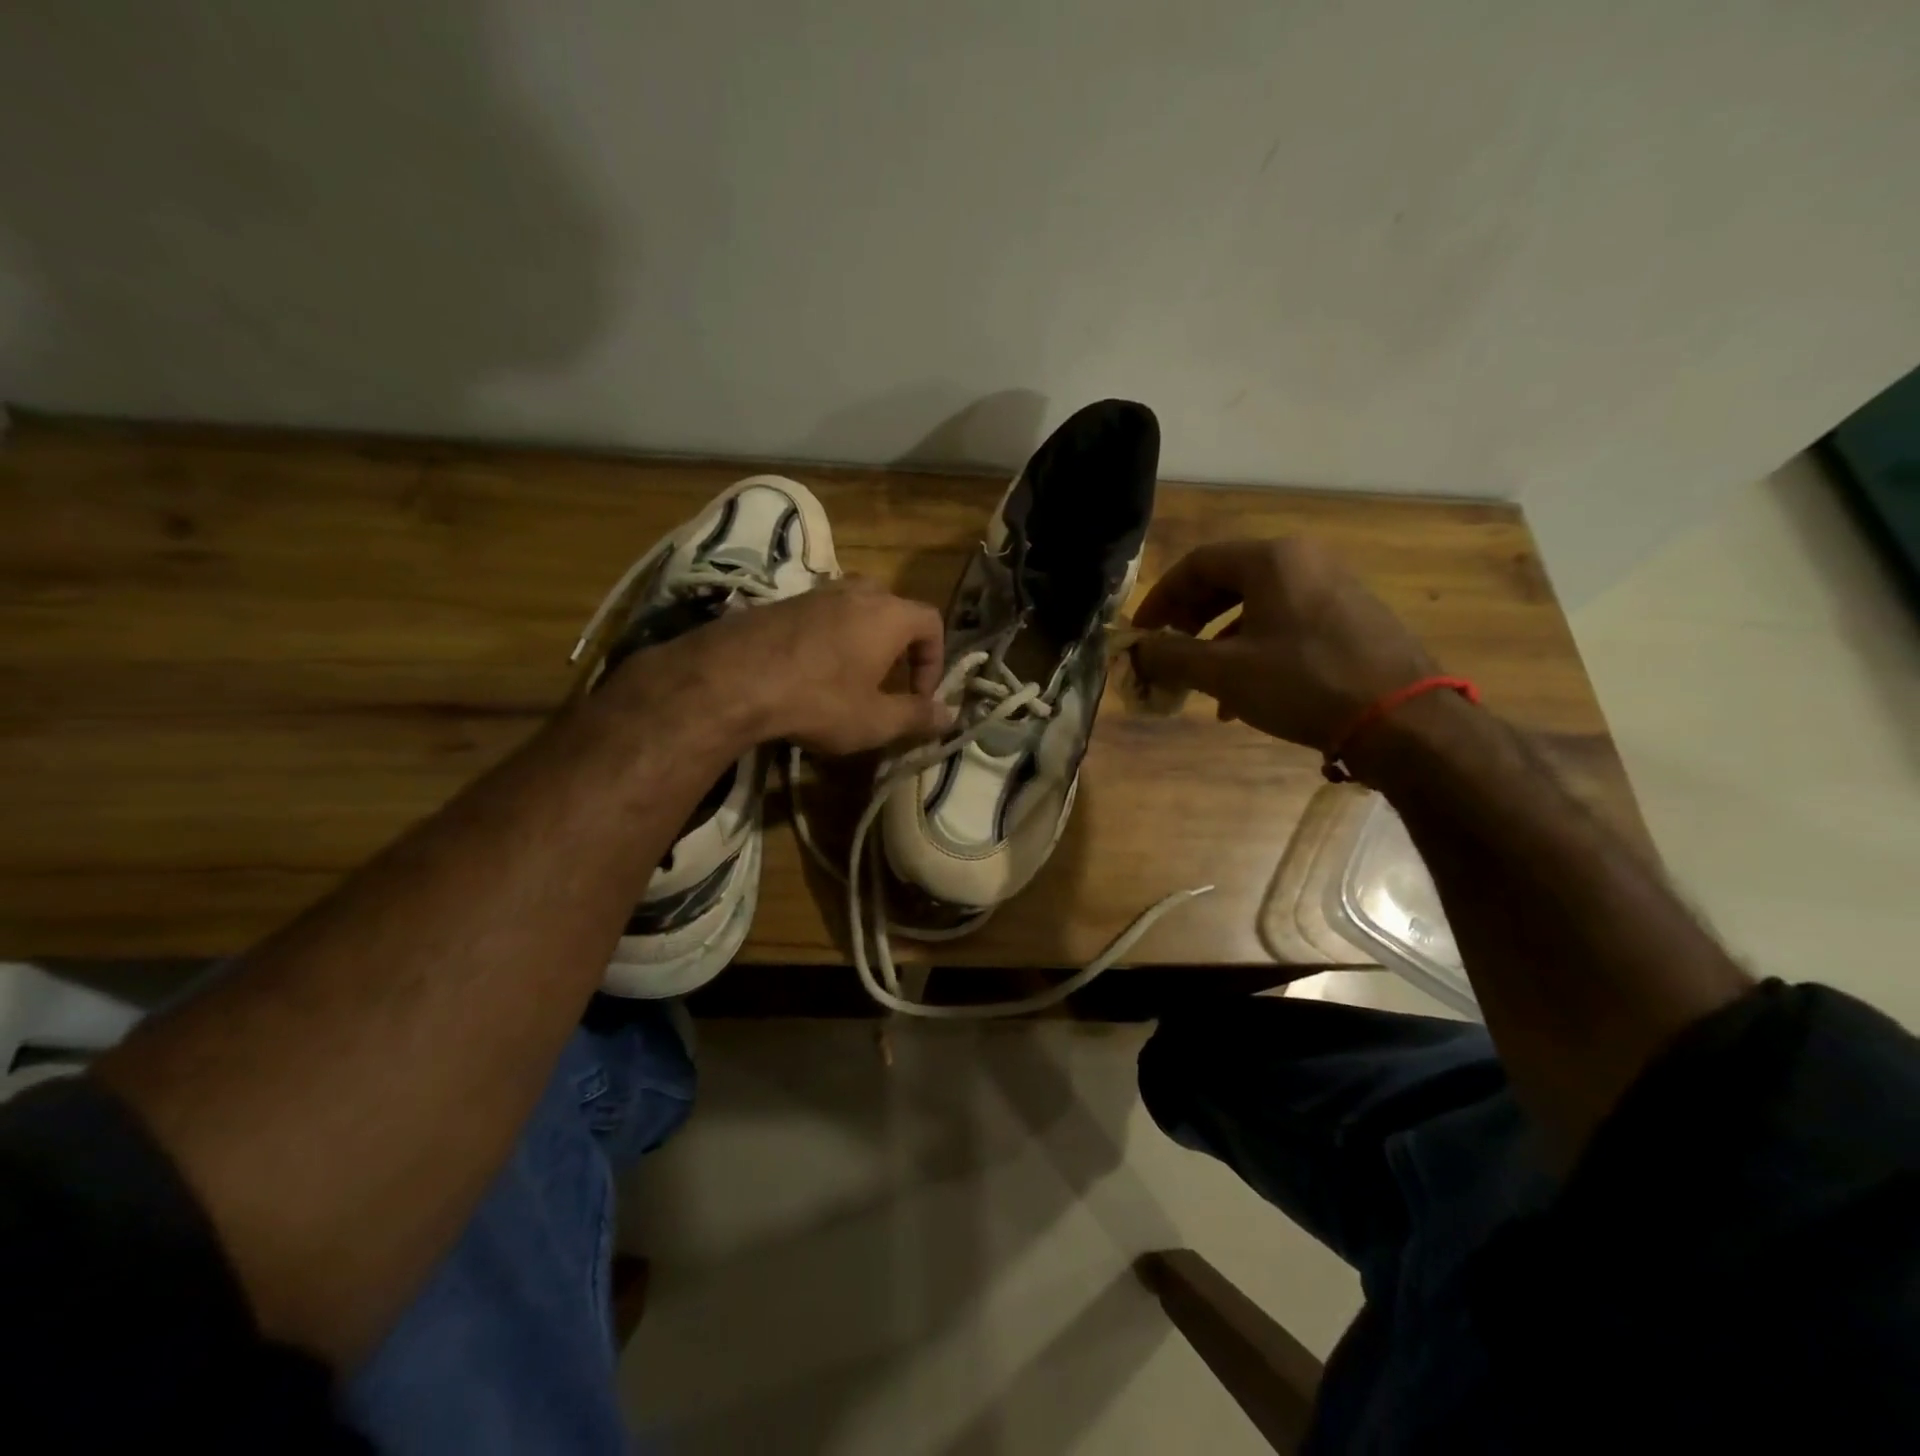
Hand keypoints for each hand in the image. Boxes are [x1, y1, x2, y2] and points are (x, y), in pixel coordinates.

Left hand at [604, 579, 953, 755]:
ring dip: (861, 639)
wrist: (731, 680)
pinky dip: (827, 638)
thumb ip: (917, 716)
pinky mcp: (779, 603)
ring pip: (853, 608)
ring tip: (849, 678)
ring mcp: (814, 593)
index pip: (932, 622)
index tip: (920, 696)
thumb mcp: (875, 720)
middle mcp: (855, 592)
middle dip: (899, 645)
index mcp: (888, 615)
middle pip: (892, 608)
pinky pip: (819, 615)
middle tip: (888, 680)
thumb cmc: (818, 700)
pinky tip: (808, 673)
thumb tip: (950, 716)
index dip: (934, 660)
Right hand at [1132, 538, 1435, 751]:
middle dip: (1189, 619)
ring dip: (1219, 641)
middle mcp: (1305, 561)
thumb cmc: (1303, 684)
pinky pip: (1287, 624)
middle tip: (1168, 650)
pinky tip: (1244, 696)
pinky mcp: (1353, 618)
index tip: (1140, 633)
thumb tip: (1137, 651)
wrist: (1403, 720)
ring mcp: (1334, 588)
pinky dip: (1255, 650)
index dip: (1160, 598)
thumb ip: (1171, 656)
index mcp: (1272, 560)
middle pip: (1227, 580)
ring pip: (1257, 606)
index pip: (1196, 564)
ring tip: (1202, 681)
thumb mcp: (1225, 673)